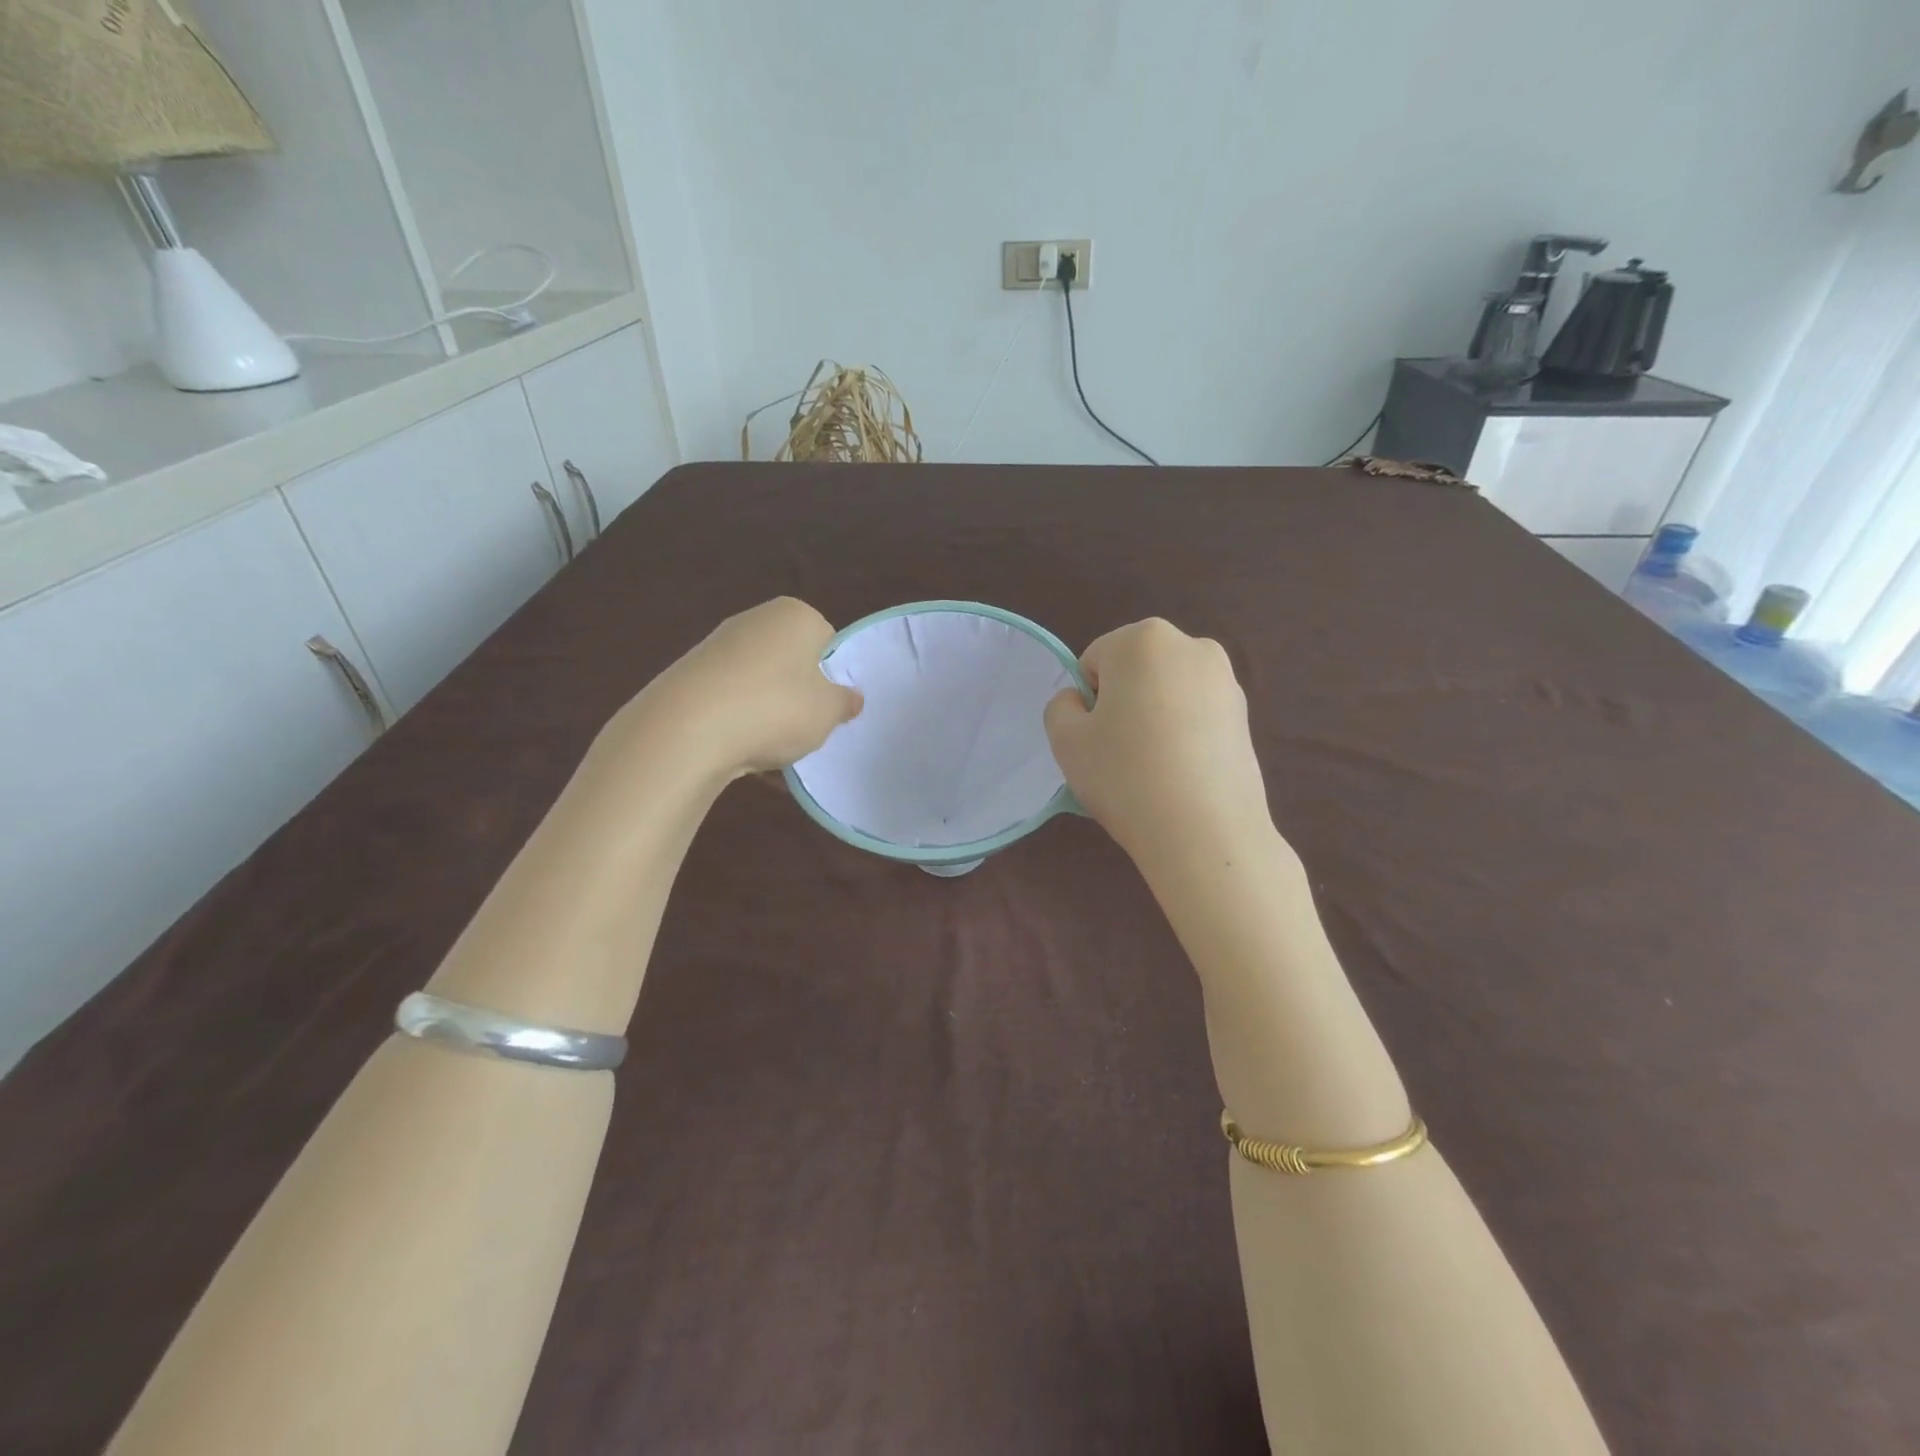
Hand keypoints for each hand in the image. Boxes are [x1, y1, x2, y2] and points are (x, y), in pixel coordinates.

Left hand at [610, 598, 862, 781]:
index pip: (827, 641)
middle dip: (798, 693)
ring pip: (759, 683)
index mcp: (795, 614)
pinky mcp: (689, 675)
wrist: (687, 729)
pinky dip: (738, 722)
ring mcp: (717, 645)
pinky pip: (729, 700)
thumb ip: (845, 702)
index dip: (831, 676)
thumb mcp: (828, 711)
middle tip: (805, 728)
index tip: (830, 707)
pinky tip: (740, 753)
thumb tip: (851, 697)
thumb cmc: (776, 708)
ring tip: (771, 749)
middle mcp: (755, 619)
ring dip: (768, 712)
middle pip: (791, 661)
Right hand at [1044, 618, 1271, 866]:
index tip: (1096, 740)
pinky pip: (1196, 716)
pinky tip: (1181, 774)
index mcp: (1144, 639)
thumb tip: (1080, 702)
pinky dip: (1184, 735)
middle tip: (1120, 754)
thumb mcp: (1065, 740)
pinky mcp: (1246, 716)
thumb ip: (1061, 707)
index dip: (1088, 703)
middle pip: (1135, 671)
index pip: (1094, 662)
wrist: (1204, 832)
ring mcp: (1226, 680)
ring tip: (1153, 768)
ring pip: (1167, 693)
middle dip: (1123, 703)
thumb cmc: (1125, 775)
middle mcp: (1191, 646)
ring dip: (1154, 718)